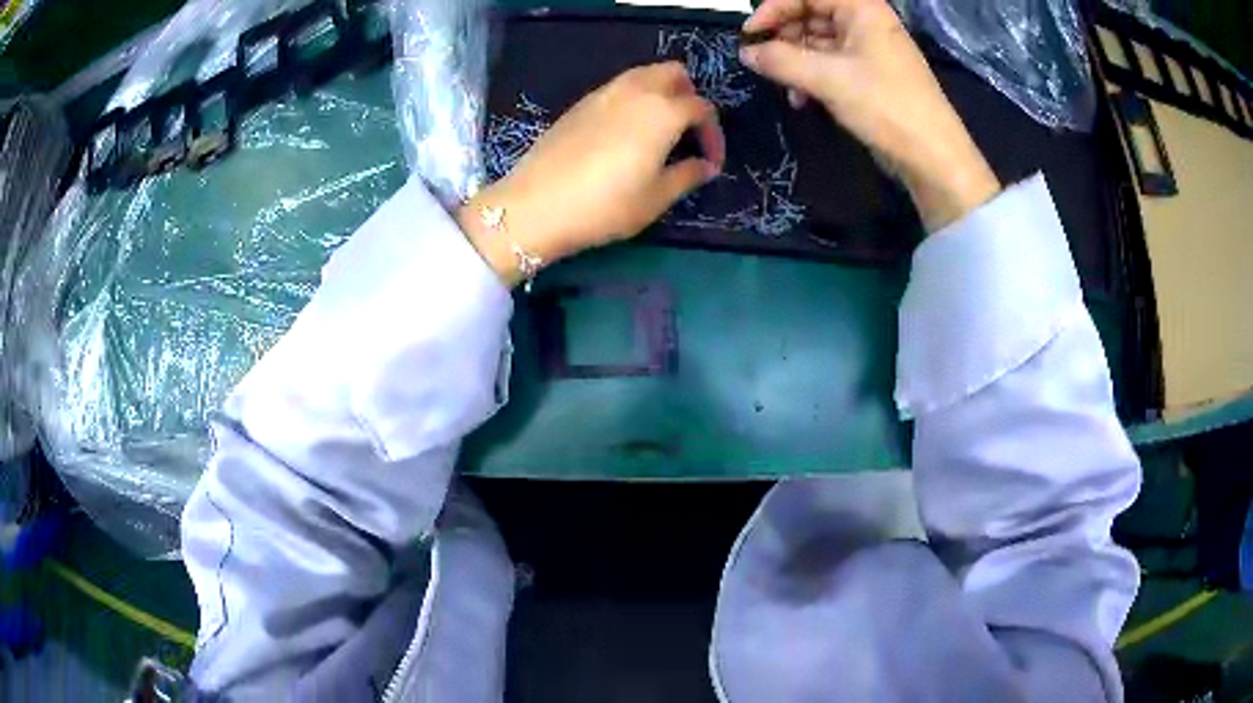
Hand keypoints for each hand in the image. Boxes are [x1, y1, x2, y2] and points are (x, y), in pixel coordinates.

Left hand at [460, 62, 725, 286]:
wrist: (536, 206)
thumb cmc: (605, 205)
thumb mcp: (655, 198)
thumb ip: (688, 175)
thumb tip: (706, 166)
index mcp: (662, 111)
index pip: (701, 108)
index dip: (713, 134)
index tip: (710, 162)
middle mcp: (635, 91)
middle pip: (674, 73)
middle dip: (689, 96)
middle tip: (688, 130)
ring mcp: (603, 93)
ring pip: (644, 75)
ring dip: (660, 93)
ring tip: (659, 130)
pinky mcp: (580, 104)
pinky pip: (618, 88)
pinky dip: (634, 99)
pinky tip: (626, 133)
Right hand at [739, 0, 998, 231]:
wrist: (932, 156)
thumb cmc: (885, 106)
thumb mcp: (827, 79)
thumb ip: (780, 60)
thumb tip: (746, 53)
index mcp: (862, 8)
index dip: (773, 9)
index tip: (749, 35)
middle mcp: (865, 22)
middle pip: (810, 15)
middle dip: (784, 38)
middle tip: (765, 63)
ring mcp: (868, 49)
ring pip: (817, 42)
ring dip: (795, 62)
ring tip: (786, 87)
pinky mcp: (869, 75)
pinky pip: (830, 64)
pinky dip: (811, 77)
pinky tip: (802, 99)